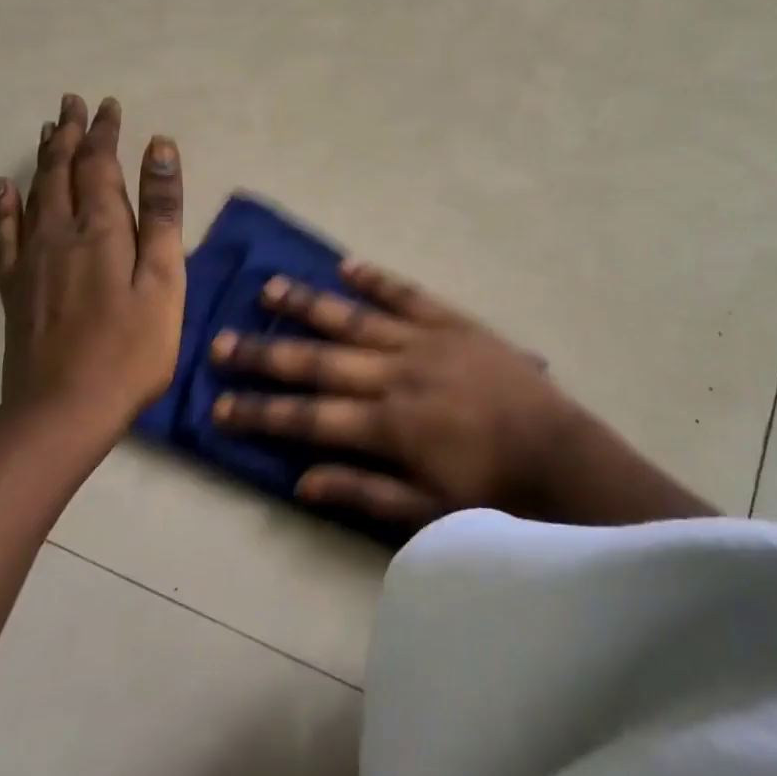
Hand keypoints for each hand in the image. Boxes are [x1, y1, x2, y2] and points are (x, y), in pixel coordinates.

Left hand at [0, 94, 185, 427]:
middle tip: (72, 102)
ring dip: (44, 157)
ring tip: (48, 129)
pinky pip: (5, 232)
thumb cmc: (130, 348)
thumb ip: (160, 212)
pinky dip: (3, 204)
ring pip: (35, 192)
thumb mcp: (163, 279)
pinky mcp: (15, 287)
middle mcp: (59, 232)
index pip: (100, 163)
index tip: (110, 105)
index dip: (104, 132)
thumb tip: (160, 147)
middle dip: (71, 133)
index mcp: (100, 228)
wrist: (61, 412)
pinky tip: (0, 186)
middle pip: (62, 169)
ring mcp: (31, 260)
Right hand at [211, 260, 711, 529]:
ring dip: (309, 304)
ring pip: (354, 318)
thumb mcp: (424, 510)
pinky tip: (347, 265)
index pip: (308, 416)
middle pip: (318, 360)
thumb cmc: (490, 489)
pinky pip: (406, 294)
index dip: (260, 412)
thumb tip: (300, 480)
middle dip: (266, 352)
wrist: (557, 451)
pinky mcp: (451, 320)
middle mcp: (394, 374)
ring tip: (268, 287)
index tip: (219, 404)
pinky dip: (376, 279)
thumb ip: (361, 492)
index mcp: (386, 425)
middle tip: (221, 340)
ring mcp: (422, 340)